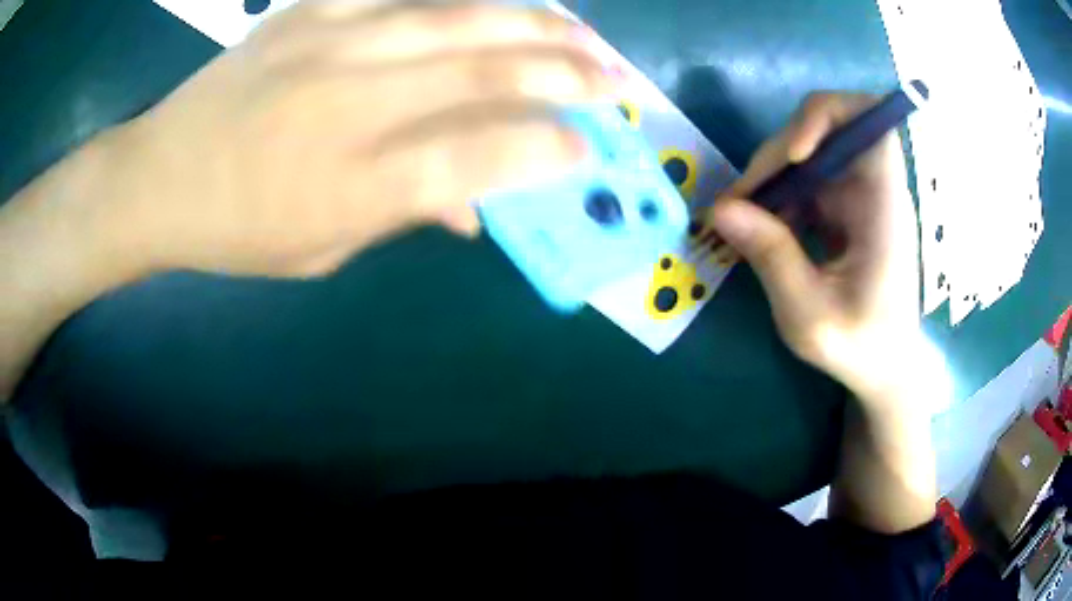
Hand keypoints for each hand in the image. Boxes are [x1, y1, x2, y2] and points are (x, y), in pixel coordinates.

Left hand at [91, 2, 613, 277]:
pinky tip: (491, 1)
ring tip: (580, 31)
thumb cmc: (234, 229)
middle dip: (564, 73)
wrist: (157, 178)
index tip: (588, 148)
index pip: (478, 156)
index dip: (546, 148)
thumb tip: (475, 206)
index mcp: (352, 185)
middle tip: (614, 77)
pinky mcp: (305, 12)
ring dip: (530, 22)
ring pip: (453, 17)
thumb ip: (401, 216)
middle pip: (482, 73)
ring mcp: (326, 44)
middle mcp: (348, 105)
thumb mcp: (320, 249)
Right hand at [708, 93, 923, 401]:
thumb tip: (720, 209)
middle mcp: (875, 189)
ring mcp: (860, 197)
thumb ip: (771, 258)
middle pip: (826, 132)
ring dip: (772, 179)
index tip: (793, 156)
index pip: (870, 122)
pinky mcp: (846, 209)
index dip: (827, 117)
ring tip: (742, 220)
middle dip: (777, 158)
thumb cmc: (860, 348)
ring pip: (810, 155)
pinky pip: (807, 183)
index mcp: (885, 207)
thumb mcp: (809, 315)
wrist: (886, 368)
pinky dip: (779, 198)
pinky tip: (761, 230)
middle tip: (738, 203)